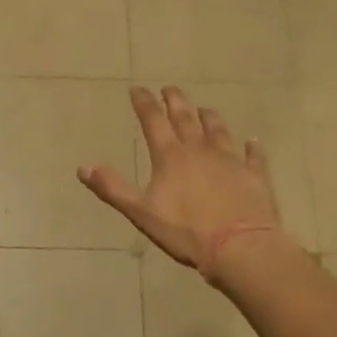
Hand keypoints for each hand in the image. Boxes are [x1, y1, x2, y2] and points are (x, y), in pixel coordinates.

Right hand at [78, 85, 283, 282]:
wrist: (240, 247)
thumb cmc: (186, 231)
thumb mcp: (140, 212)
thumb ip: (112, 188)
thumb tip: (83, 166)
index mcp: (170, 156)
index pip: (153, 120)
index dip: (144, 102)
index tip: (137, 89)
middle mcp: (200, 149)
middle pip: (185, 117)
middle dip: (175, 100)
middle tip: (169, 88)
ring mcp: (230, 160)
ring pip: (218, 129)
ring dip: (208, 116)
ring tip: (203, 109)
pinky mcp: (253, 175)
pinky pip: (252, 155)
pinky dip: (250, 147)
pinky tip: (251, 142)